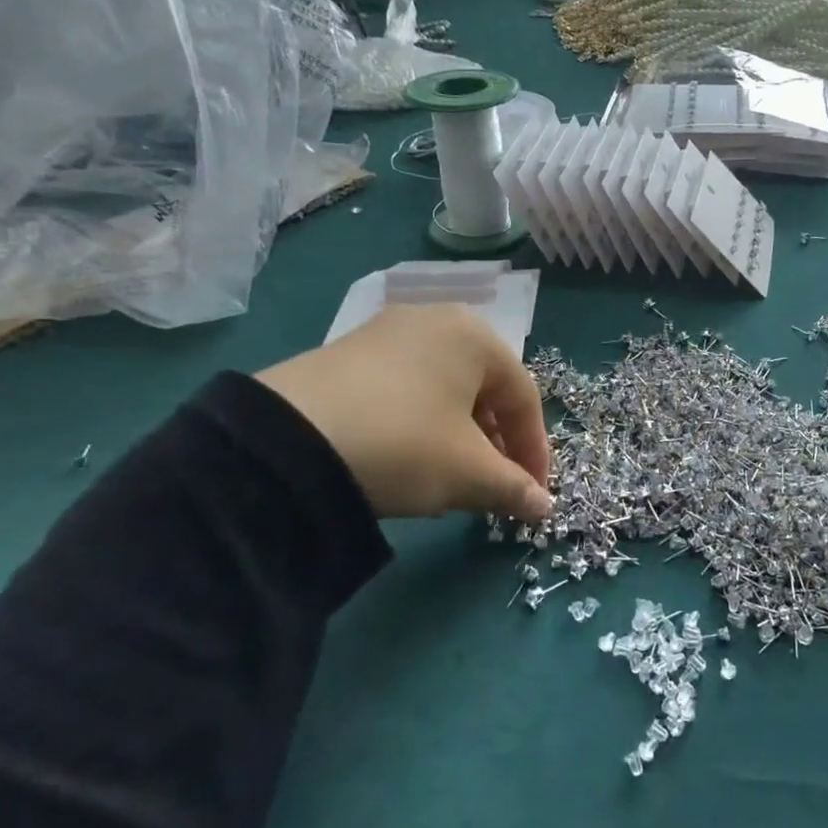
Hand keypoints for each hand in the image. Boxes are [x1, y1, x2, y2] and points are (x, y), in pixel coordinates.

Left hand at [256, 305, 551, 522]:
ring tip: (450, 477)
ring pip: (444, 389)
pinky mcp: (346, 351)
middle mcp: (436, 320)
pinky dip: (420, 423)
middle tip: (493, 485)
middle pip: (484, 389)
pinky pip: (405, 387)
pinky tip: (406, 457)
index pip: (524, 398)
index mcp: (476, 336)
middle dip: (495, 443)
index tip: (532, 494)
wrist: (283, 441)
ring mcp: (386, 332)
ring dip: (459, 436)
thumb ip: (514, 488)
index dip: (534, 451)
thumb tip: (544, 507)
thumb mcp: (468, 473)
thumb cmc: (403, 444)